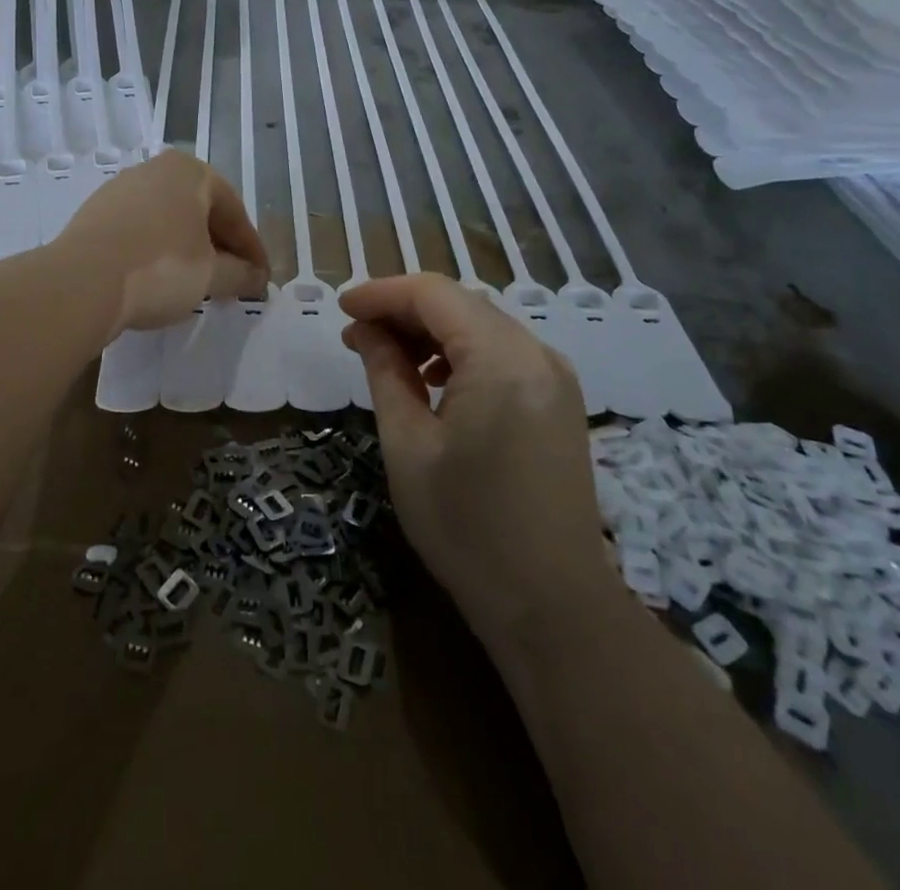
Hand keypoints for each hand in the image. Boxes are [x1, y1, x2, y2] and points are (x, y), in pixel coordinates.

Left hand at [56, 152, 268, 337]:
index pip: (234, 212)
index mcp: (190, 171)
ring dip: (187, 248)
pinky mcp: (95, 213)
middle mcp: (155, 169)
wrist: (80, 282)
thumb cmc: (160, 268)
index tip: (261, 279)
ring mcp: (120, 189)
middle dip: (219, 246)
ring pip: (168, 219)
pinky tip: (157, 277)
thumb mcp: (211, 275)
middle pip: (200, 211)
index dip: (251, 249)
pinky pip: (140, 230)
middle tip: (233, 280)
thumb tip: (257, 278)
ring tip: (196, 282)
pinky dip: (156, 250)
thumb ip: (240, 274)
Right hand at [340, 275, 604, 641]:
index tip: (341, 308)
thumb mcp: (408, 446)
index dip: (382, 293)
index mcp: (501, 359)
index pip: (433, 295)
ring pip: (481, 325)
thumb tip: (365, 330)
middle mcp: (537, 353)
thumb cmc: (467, 527)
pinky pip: (502, 352)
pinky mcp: (558, 399)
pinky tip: (433, 380)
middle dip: (404, 311)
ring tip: (387, 357)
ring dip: (431, 330)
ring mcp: (555, 376)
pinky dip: (461, 352)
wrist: (552, 605)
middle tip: (356, 335)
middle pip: (460, 304)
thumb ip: (386, 372)